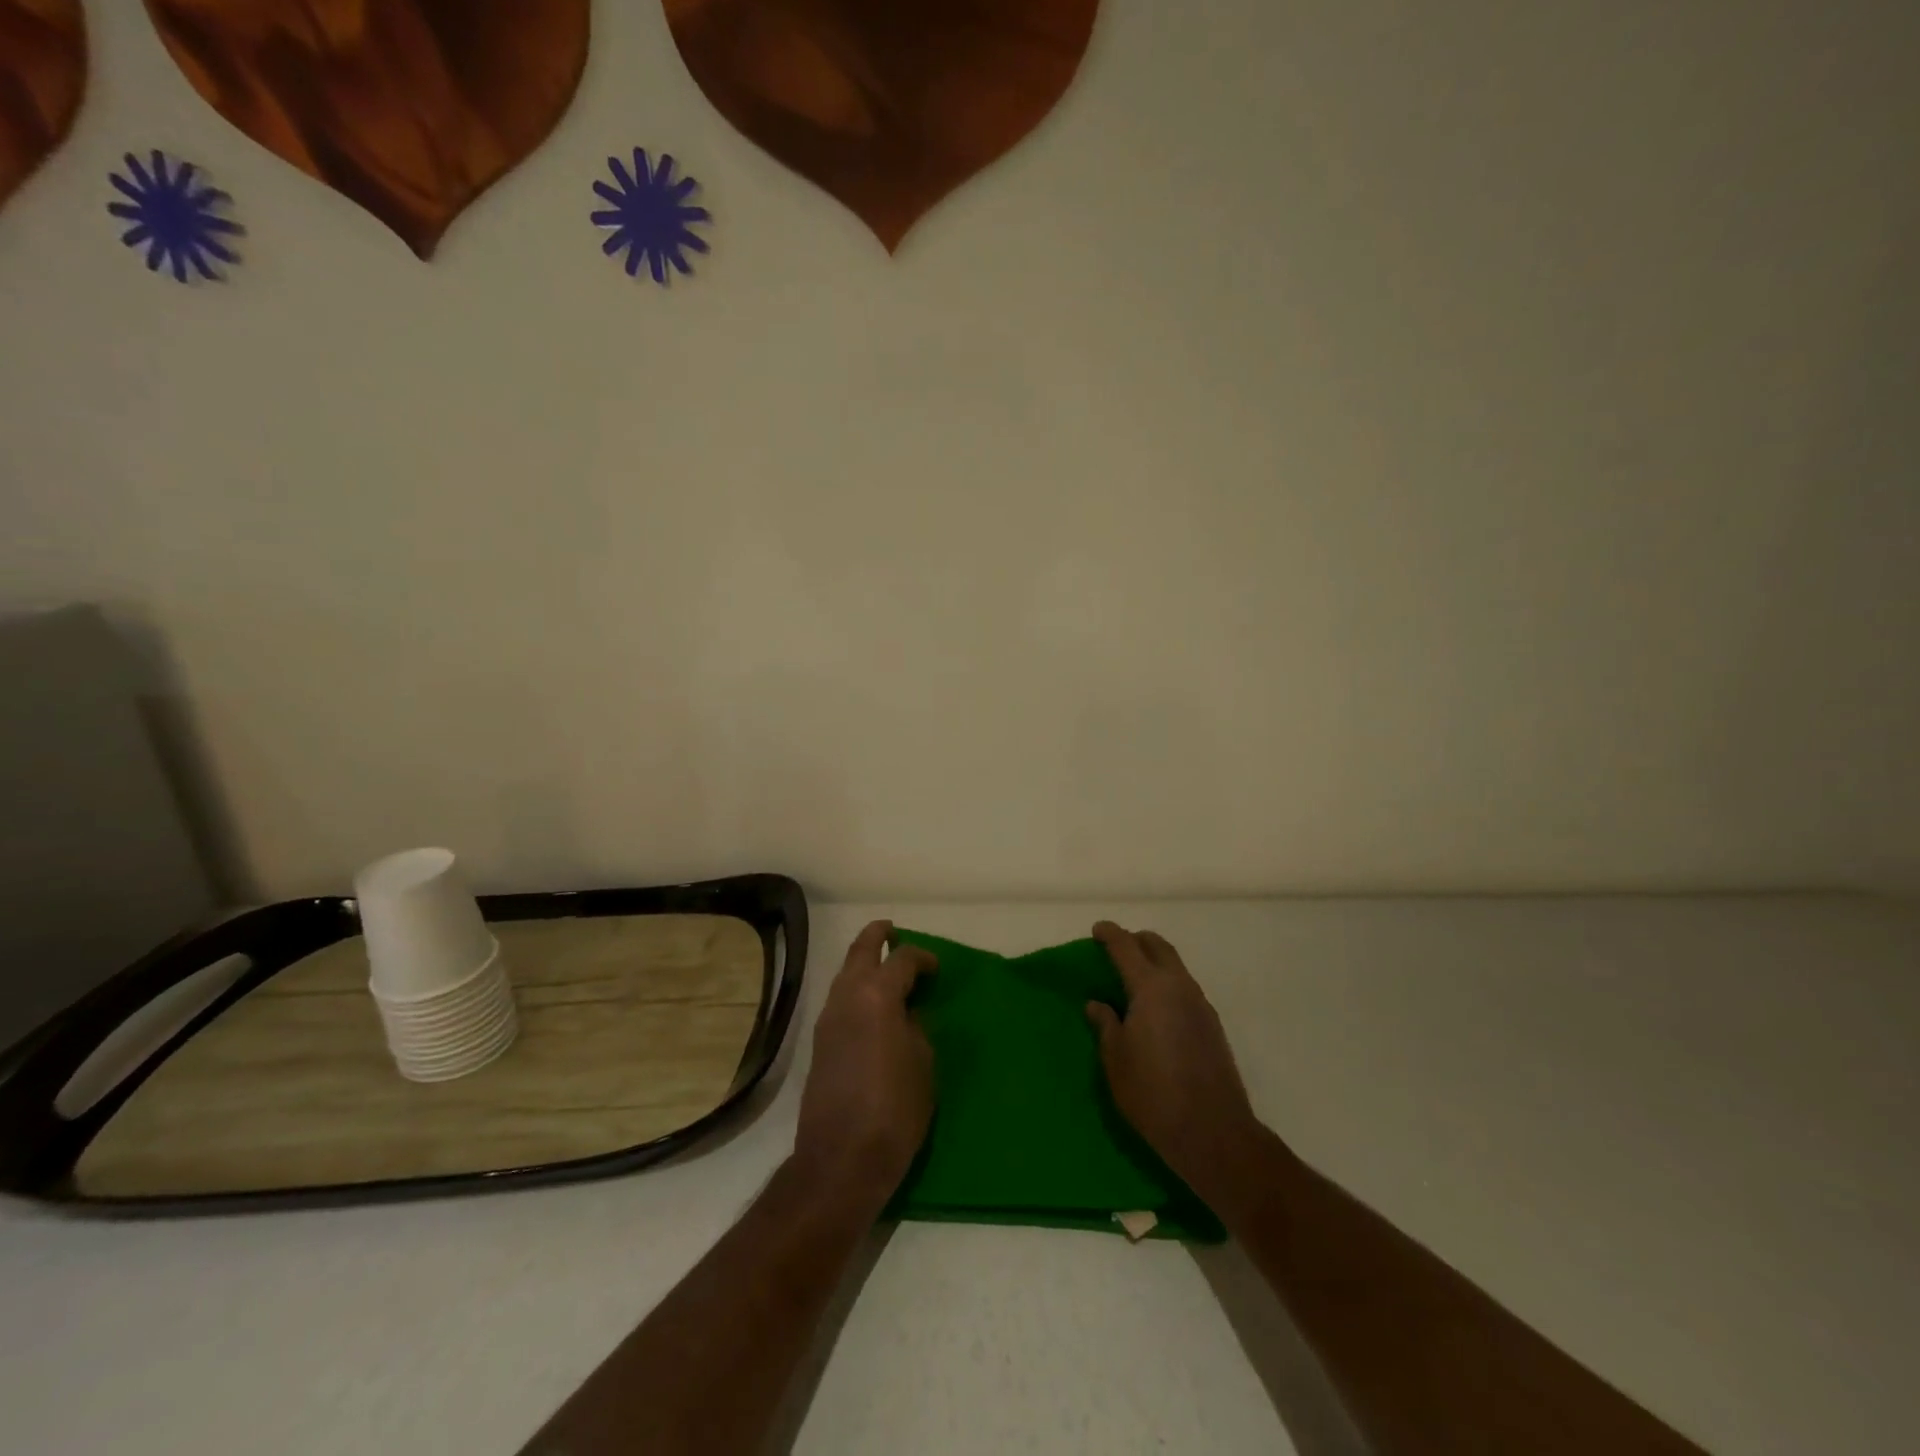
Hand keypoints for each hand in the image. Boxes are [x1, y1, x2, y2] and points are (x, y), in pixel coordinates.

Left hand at [793, 920, 938, 1211]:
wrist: (841, 1159)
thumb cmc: (895, 1109)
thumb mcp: (923, 1064)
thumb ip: (916, 1028)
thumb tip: (907, 1015)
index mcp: (877, 995)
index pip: (901, 959)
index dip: (922, 957)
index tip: (937, 968)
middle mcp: (847, 996)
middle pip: (860, 950)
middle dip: (877, 935)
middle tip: (894, 931)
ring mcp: (827, 1019)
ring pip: (845, 973)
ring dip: (864, 962)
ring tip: (887, 969)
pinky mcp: (819, 1042)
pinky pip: (840, 998)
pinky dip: (856, 988)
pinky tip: (873, 1005)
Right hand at [1087, 922, 1266, 1204]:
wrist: (1213, 1133)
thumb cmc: (1153, 1094)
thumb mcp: (1116, 1059)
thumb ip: (1106, 1025)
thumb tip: (1097, 1004)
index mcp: (1151, 988)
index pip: (1126, 947)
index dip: (1110, 934)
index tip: (1096, 930)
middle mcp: (1179, 987)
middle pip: (1158, 947)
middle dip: (1136, 941)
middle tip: (1115, 948)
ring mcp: (1201, 1005)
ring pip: (1175, 966)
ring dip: (1154, 962)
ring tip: (1132, 979)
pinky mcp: (1212, 1025)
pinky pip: (1184, 988)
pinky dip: (1166, 983)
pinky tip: (1154, 1008)